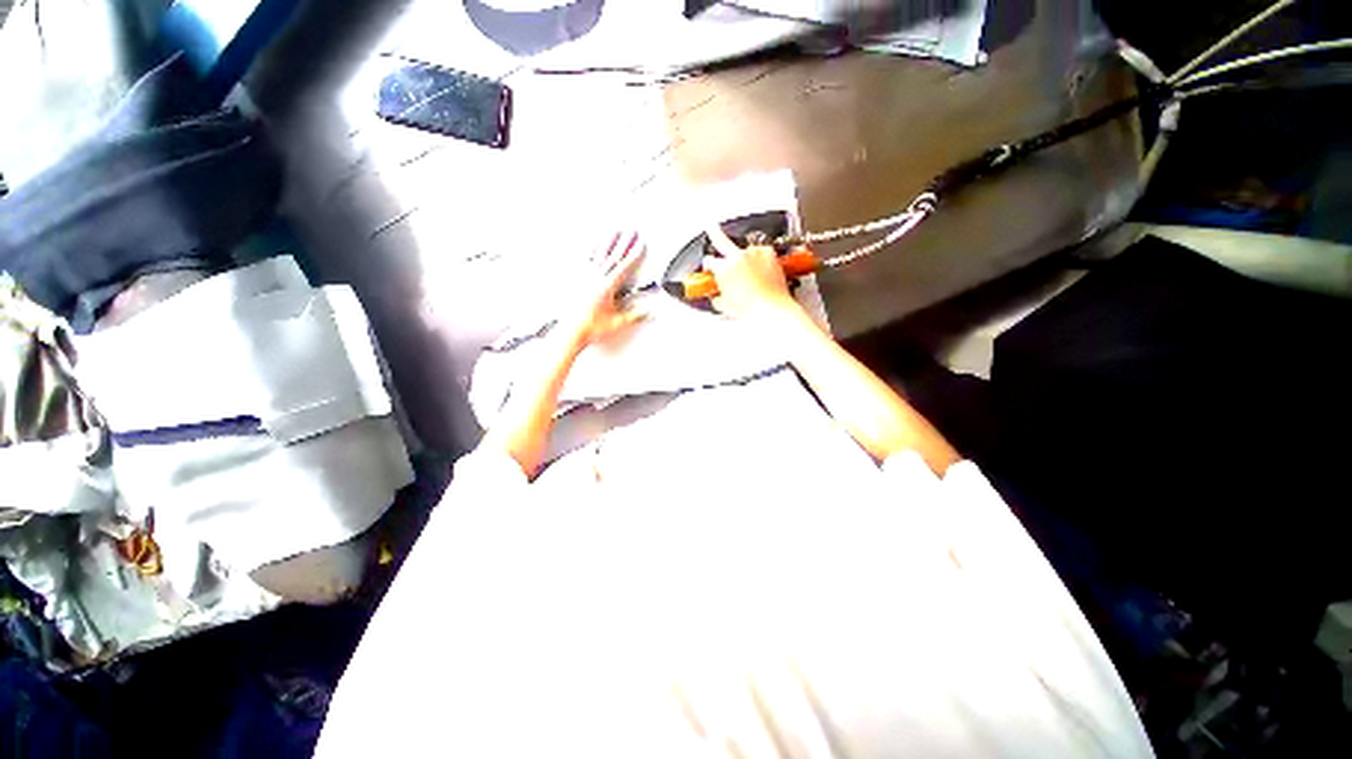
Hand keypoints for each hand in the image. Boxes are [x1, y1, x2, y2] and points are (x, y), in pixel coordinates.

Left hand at [561, 231, 646, 347]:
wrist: (571, 331)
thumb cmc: (591, 327)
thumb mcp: (617, 322)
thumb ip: (634, 316)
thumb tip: (647, 312)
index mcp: (607, 286)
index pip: (624, 266)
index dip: (634, 254)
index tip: (640, 244)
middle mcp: (595, 278)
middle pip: (613, 256)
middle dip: (624, 242)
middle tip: (631, 231)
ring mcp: (584, 276)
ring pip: (599, 254)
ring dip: (608, 241)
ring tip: (614, 231)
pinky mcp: (576, 279)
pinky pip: (584, 260)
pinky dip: (590, 250)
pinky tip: (593, 244)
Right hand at [704, 224, 801, 322]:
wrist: (772, 307)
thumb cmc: (750, 308)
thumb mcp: (725, 306)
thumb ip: (717, 296)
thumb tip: (718, 295)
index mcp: (723, 268)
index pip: (709, 261)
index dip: (708, 266)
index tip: (709, 268)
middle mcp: (737, 257)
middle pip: (722, 241)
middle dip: (715, 234)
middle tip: (712, 229)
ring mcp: (754, 253)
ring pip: (744, 250)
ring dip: (744, 257)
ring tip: (748, 271)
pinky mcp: (769, 253)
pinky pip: (761, 251)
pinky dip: (759, 257)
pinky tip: (760, 268)